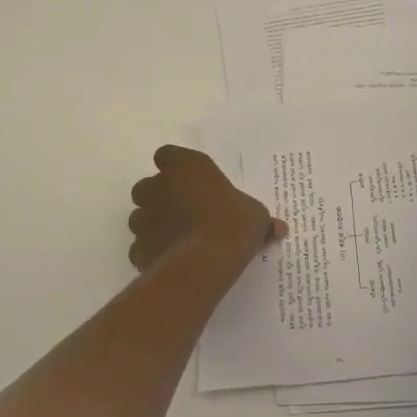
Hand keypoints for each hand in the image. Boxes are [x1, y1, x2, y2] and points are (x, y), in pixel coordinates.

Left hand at [128, 146, 286, 270]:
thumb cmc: (234, 224)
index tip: (189, 179)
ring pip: (139, 216)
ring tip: (176, 238)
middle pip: (147, 186)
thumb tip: (278, 228)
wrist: (206, 262)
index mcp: (187, 167)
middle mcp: (159, 187)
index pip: (167, 154)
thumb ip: (260, 219)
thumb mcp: (257, 217)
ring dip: (152, 224)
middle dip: (158, 196)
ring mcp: (144, 218)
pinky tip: (170, 261)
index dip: (175, 166)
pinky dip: (151, 252)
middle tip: (182, 210)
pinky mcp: (138, 248)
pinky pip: (140, 247)